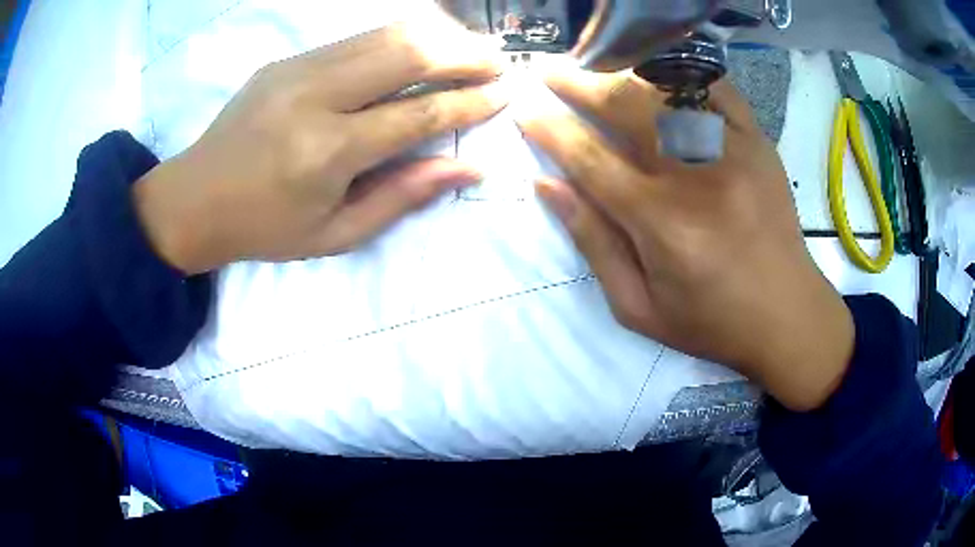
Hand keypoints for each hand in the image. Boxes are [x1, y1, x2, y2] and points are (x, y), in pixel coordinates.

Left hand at [134, 23, 507, 273]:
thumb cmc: (265, 228)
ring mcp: (298, 69)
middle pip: (407, 55)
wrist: (194, 198)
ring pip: (384, 34)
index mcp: (327, 151)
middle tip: (497, 61)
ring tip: (469, 47)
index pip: (417, 114)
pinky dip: (399, 37)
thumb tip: (467, 167)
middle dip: (462, 53)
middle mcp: (315, 97)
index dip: (467, 103)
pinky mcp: (287, 59)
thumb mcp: (335, 234)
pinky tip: (421, 45)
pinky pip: (357, 37)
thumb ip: (402, 196)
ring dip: (436, 36)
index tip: (502, 95)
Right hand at [517, 69, 853, 411]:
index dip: (551, 129)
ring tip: (594, 64)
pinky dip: (682, 72)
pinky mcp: (758, 142)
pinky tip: (657, 71)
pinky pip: (716, 88)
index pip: (590, 158)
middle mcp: (697, 175)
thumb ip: (592, 242)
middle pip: (628, 107)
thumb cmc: (711, 322)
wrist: (787, 315)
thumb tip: (546, 185)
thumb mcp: (638, 306)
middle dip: (580, 82)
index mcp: (662, 223)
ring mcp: (734, 151)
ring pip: (669, 88)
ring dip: (623, 71)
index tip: (525, 109)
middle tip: (549, 71)